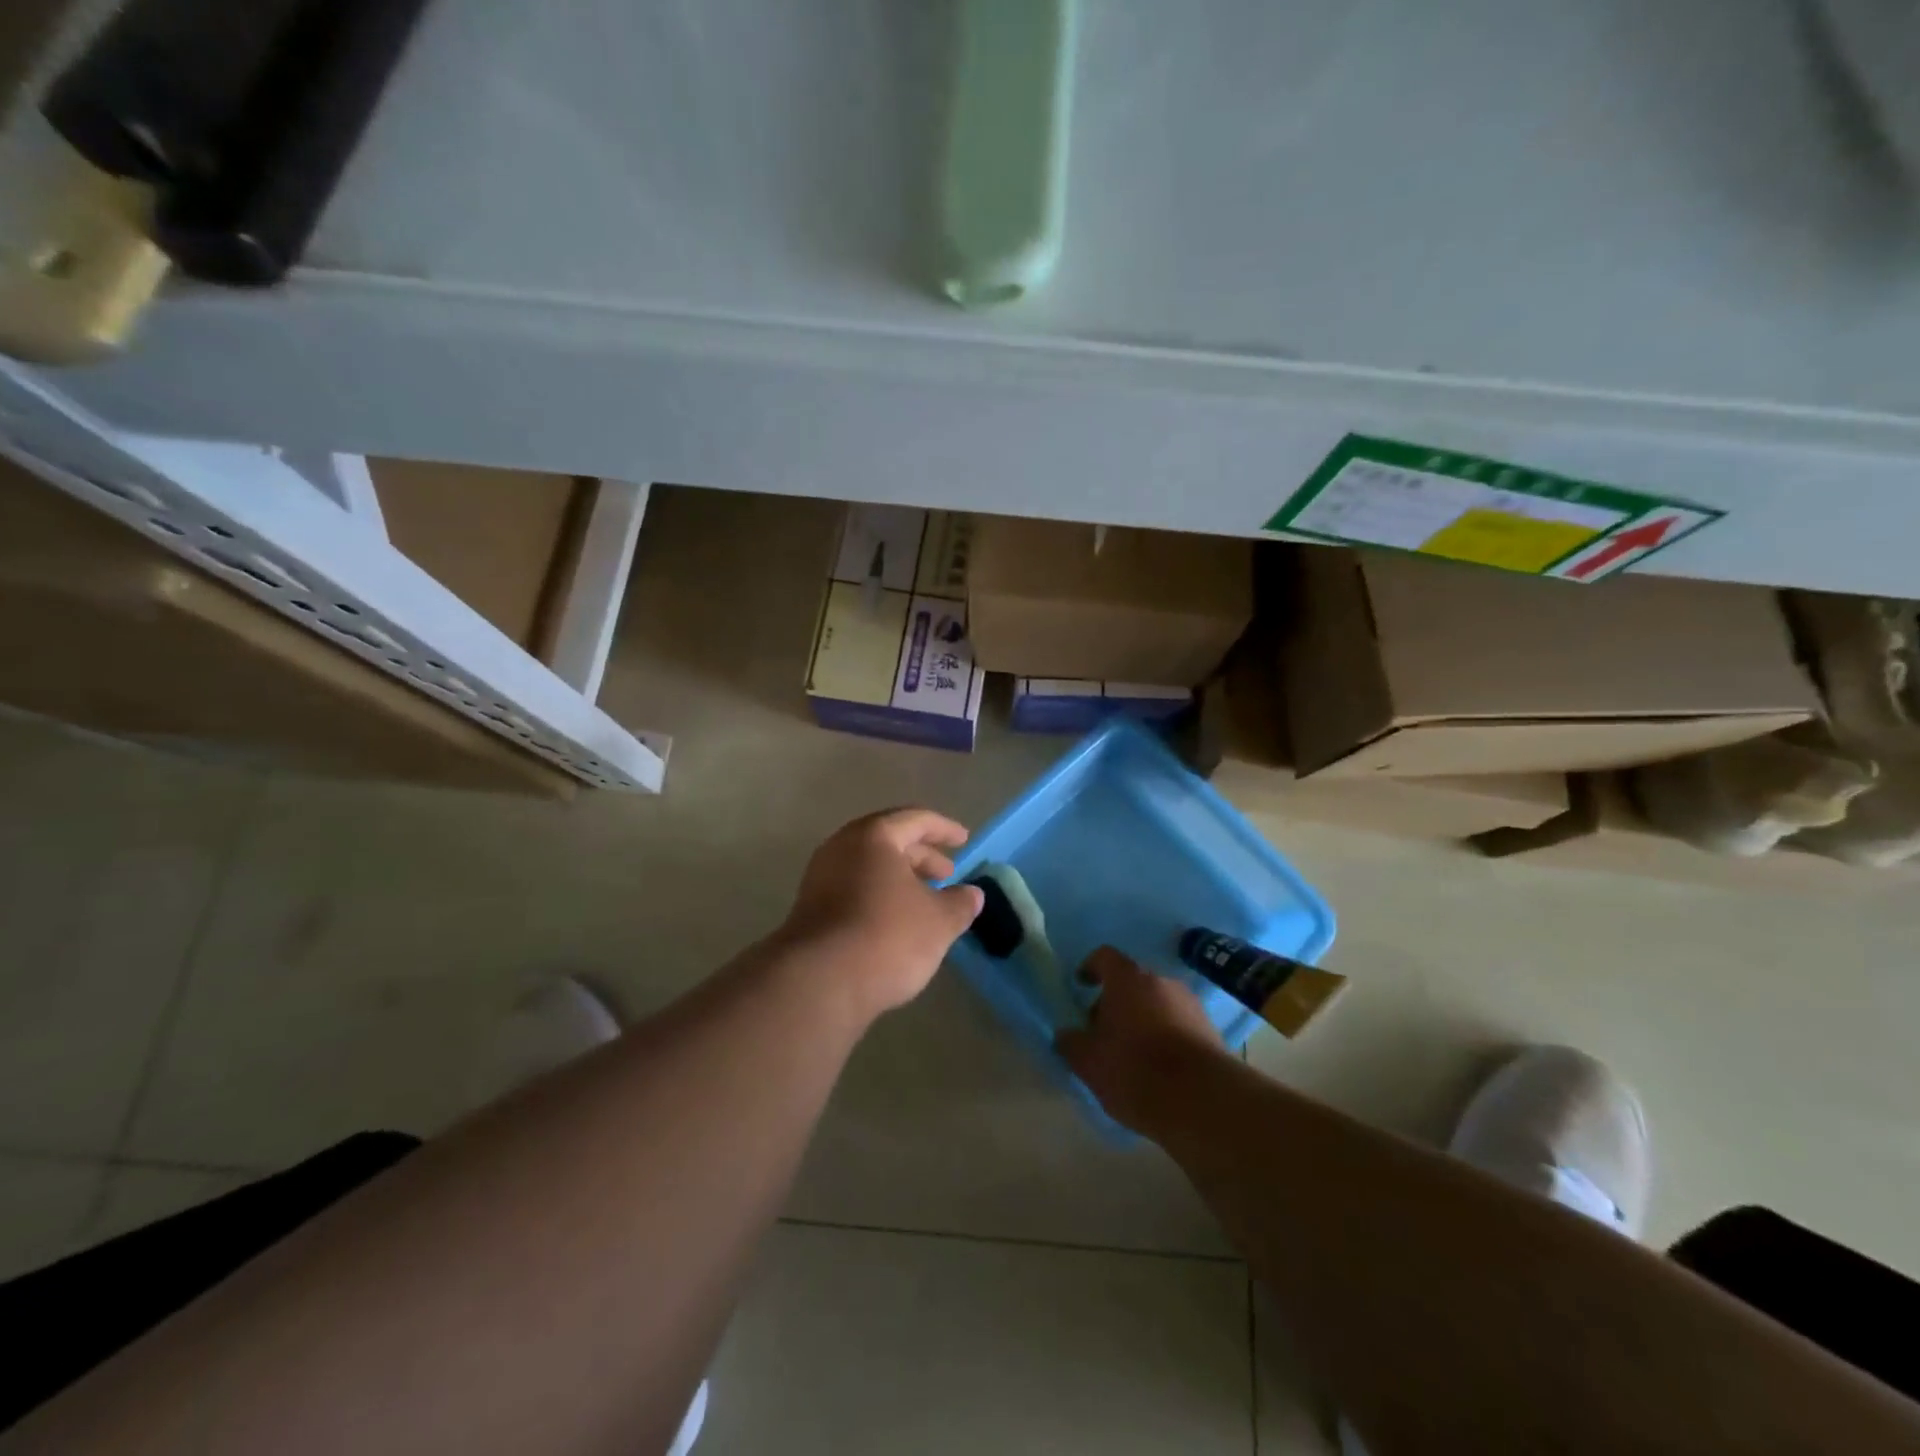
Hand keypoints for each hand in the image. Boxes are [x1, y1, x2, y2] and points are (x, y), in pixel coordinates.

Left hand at [778, 809, 984, 1024]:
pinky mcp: (811, 910)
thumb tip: (972, 895)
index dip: (944, 829)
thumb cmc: (887, 937)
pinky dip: (879, 897)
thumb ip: (959, 903)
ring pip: (869, 868)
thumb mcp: (938, 921)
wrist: (818, 983)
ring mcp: (820, 878)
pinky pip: (854, 890)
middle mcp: (842, 848)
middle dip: (921, 856)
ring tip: (925, 902)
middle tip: (947, 875)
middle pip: (889, 841)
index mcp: (873, 836)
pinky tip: (896, 923)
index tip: (964, 840)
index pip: (915, 820)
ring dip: (900, 880)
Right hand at [1056, 946, 1223, 1134]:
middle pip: (1131, 982)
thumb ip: (1071, 1042)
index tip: (1081, 986)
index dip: (1090, 968)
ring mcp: (1190, 1004)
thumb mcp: (1088, 1062)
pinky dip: (1164, 1037)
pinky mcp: (1210, 1029)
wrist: (1203, 1100)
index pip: (1104, 957)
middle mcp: (1160, 981)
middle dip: (1115, 1003)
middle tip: (1103, 1033)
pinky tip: (1158, 1068)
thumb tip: (1066, 1035)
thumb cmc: (1135, 1070)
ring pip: (1156, 1004)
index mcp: (1127, 979)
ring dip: (1142, 1020)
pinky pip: (1177, 1024)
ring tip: (1132, 1055)